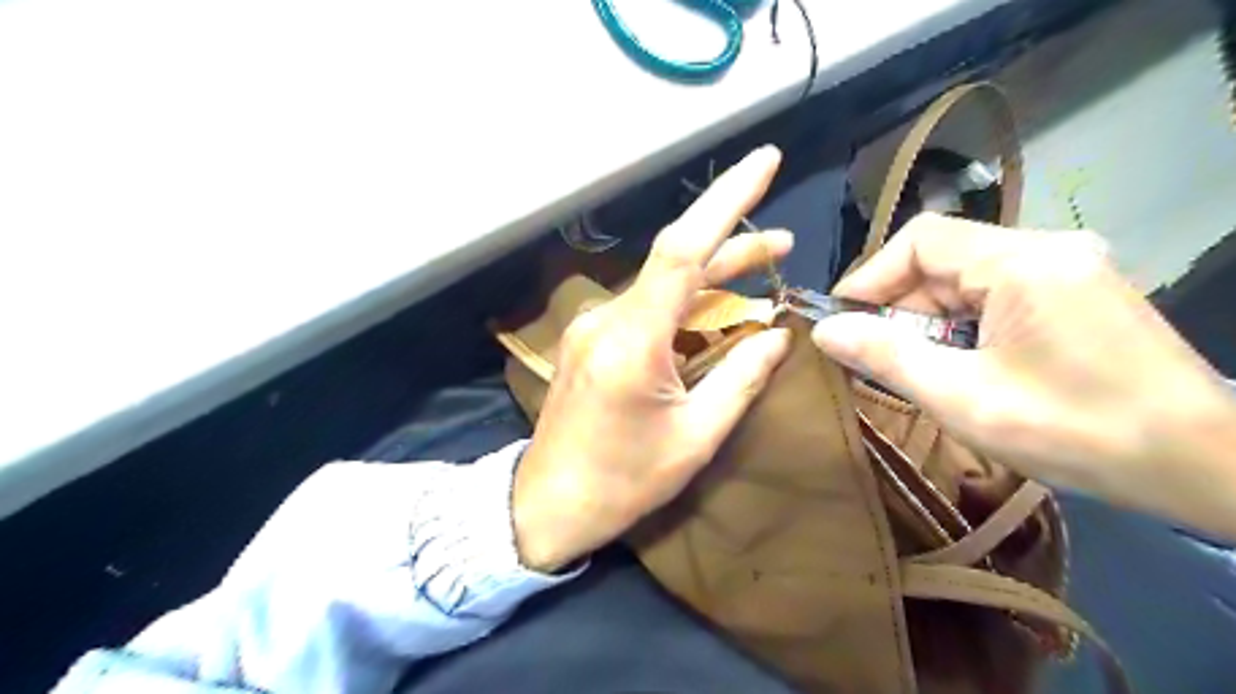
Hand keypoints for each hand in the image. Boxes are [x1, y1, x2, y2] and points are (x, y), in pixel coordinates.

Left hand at [510, 145, 790, 568]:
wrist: (547, 506)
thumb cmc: (622, 482)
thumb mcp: (695, 437)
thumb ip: (742, 378)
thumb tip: (780, 334)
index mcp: (632, 340)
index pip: (683, 249)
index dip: (726, 200)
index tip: (766, 160)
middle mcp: (608, 319)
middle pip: (675, 262)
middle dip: (732, 242)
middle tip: (784, 242)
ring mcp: (594, 327)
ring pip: (662, 285)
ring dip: (712, 276)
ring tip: (765, 265)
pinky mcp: (592, 340)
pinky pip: (647, 308)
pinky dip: (687, 304)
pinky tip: (718, 309)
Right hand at [814, 214, 1234, 538]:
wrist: (1205, 466)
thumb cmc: (1076, 432)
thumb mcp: (963, 397)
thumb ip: (887, 357)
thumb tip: (824, 331)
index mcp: (1023, 262)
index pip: (921, 240)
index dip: (870, 275)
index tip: (839, 319)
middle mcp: (1048, 249)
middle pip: (944, 260)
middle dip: (899, 307)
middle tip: (871, 356)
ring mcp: (1069, 268)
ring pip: (968, 279)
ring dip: (929, 320)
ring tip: (912, 367)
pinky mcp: (1078, 292)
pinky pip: (997, 294)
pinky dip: (963, 324)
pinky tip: (958, 363)